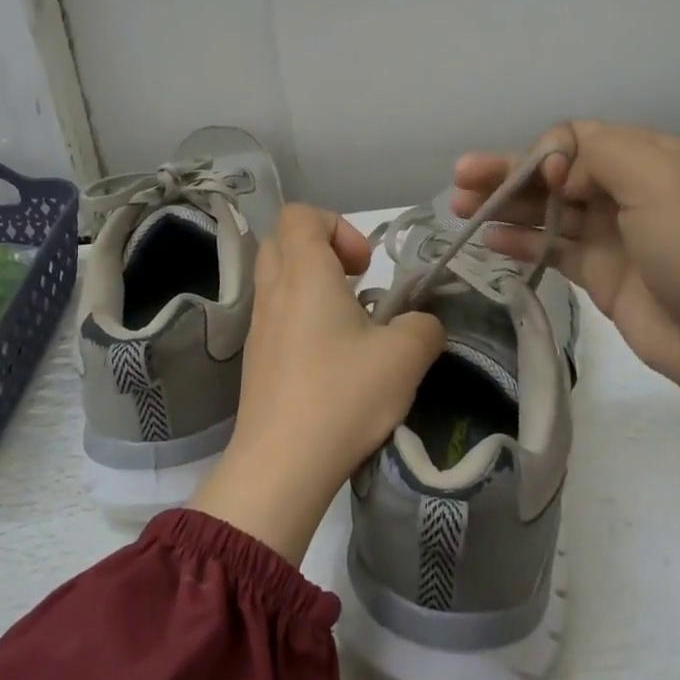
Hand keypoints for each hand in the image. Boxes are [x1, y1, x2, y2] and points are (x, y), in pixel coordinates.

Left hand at [191, 205, 444, 562]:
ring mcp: (258, 326)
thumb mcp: (405, 357)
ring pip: (277, 279)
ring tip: (350, 325)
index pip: (301, 215)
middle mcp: (273, 291)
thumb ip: (424, 327)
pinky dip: (301, 318)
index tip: (365, 267)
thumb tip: (421, 325)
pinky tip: (331, 359)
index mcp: (304, 274)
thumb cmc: (342, 396)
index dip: (338, 226)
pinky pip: (275, 315)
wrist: (280, 465)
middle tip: (356, 285)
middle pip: (283, 241)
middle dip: (322, 250)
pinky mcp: (254, 359)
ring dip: (313, 286)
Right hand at [453, 122, 679, 390]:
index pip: (578, 139)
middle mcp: (626, 191)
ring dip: (505, 206)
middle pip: (555, 174)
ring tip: (459, 208)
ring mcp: (612, 235)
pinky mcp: (601, 275)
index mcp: (647, 158)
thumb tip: (559, 168)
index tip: (538, 177)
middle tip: (460, 179)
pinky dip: (520, 242)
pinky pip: (552, 249)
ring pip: (547, 211)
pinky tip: (489, 240)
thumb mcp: (659, 179)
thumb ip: (600, 153)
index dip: (545, 152)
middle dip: (508, 174)